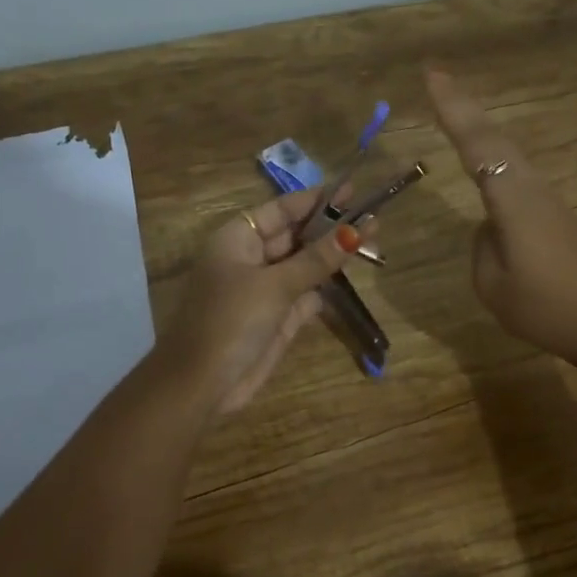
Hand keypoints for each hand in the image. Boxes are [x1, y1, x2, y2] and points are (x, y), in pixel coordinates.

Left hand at [166, 187, 364, 414]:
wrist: (203, 383)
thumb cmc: (231, 321)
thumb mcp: (275, 285)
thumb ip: (317, 259)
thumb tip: (355, 231)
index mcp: (238, 239)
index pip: (281, 210)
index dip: (316, 200)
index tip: (351, 192)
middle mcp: (250, 259)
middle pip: (296, 237)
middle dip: (330, 229)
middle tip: (373, 219)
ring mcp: (264, 291)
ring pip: (304, 267)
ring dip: (332, 259)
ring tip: (373, 245)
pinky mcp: (276, 319)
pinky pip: (305, 297)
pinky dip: (324, 289)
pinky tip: (350, 278)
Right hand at [427, 69, 576, 378]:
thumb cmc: (545, 309)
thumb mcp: (494, 287)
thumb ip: (483, 248)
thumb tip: (490, 228)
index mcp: (513, 201)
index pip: (477, 145)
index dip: (453, 109)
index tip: (432, 75)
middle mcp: (534, 189)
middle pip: (497, 139)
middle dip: (466, 109)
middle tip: (438, 80)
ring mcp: (551, 202)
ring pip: (511, 155)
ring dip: (483, 133)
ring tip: (457, 115)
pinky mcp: (560, 218)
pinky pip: (521, 178)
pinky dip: (499, 161)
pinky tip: (491, 167)